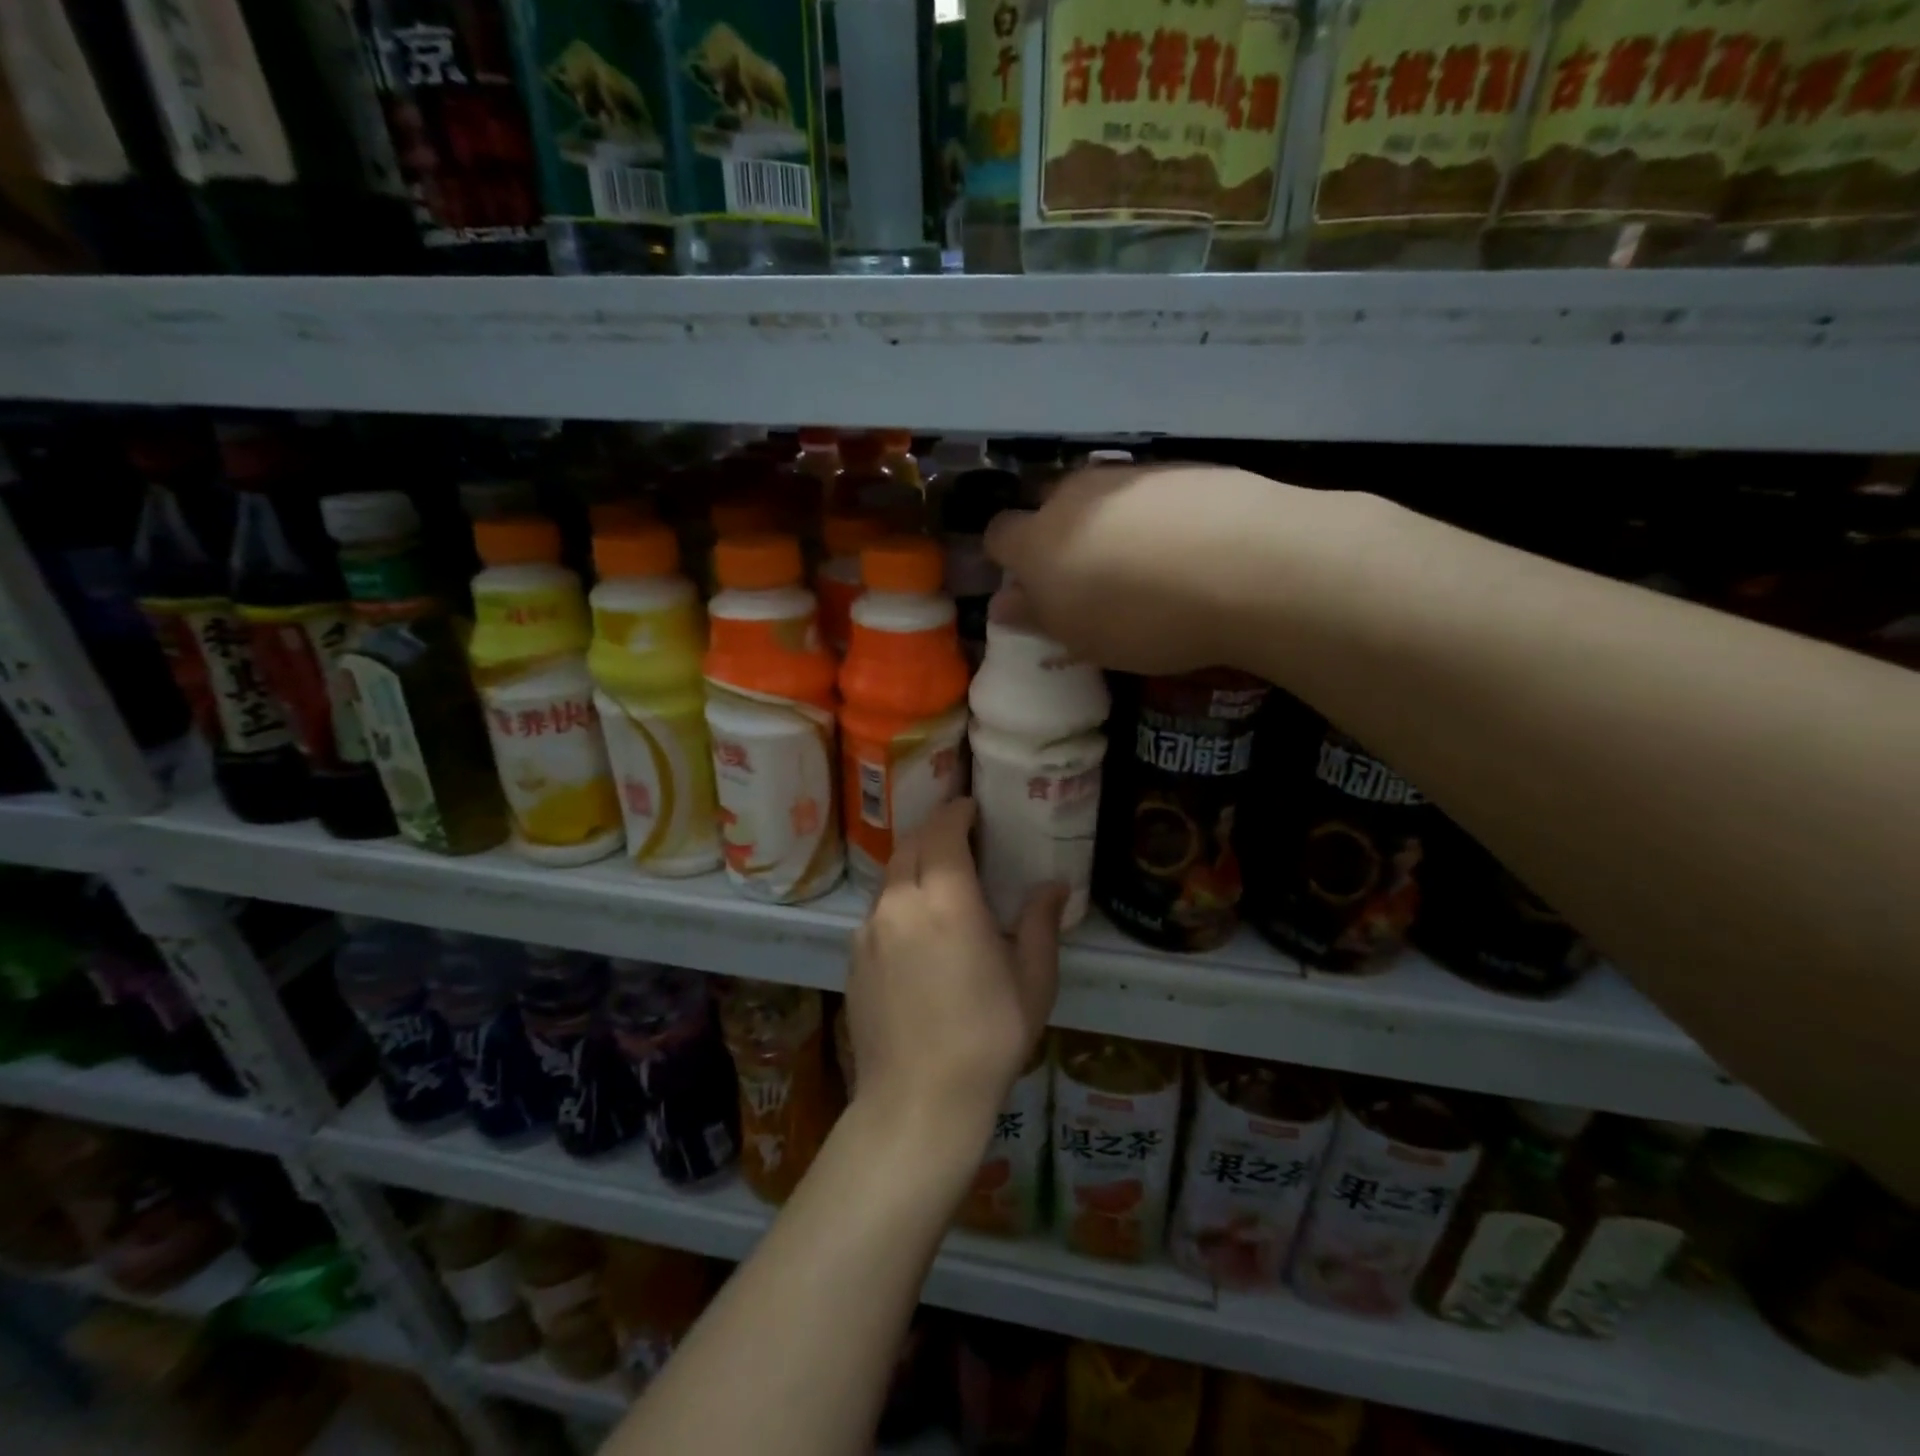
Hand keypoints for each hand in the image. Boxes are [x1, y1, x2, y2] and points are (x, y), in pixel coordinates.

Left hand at [845, 799, 1064, 1147]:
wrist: (917, 1099)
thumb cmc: (988, 1037)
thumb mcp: (1032, 980)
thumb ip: (1040, 923)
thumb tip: (1054, 885)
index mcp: (946, 898)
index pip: (943, 830)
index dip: (957, 812)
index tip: (972, 808)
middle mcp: (900, 901)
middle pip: (911, 844)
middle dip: (934, 830)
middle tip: (959, 835)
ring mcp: (869, 929)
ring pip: (890, 876)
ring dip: (914, 864)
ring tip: (940, 879)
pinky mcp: (853, 956)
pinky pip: (878, 910)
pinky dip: (899, 899)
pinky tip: (917, 928)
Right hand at [985, 462, 1331, 675]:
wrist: (1247, 567)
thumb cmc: (1143, 619)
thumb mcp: (1081, 638)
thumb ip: (1036, 617)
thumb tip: (1003, 604)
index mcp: (1038, 540)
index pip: (999, 534)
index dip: (1009, 559)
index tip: (1031, 588)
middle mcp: (1076, 495)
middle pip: (1050, 506)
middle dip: (1060, 537)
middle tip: (1091, 580)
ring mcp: (1131, 476)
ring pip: (1103, 497)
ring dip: (1110, 525)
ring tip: (1148, 567)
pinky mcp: (1183, 468)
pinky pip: (1152, 494)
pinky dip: (1157, 516)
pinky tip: (1189, 548)